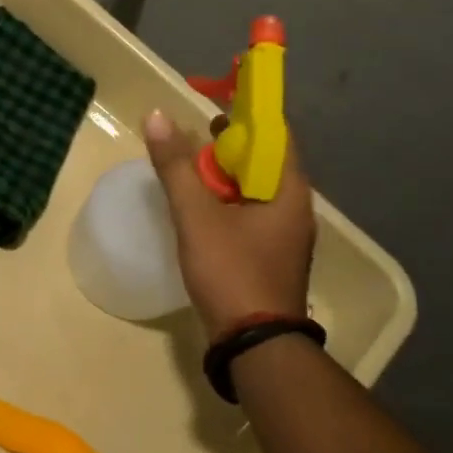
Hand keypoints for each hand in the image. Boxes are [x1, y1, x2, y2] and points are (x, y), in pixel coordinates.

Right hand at [143, 110, 315, 338]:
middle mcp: (294, 208)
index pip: (276, 134)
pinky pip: (250, 213)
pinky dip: (227, 201)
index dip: (247, 115)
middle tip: (194, 137)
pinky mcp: (270, 256)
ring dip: (226, 174)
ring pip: (255, 189)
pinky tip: (201, 209)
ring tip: (191, 169)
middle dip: (230, 145)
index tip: (213, 107)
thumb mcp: (196, 216)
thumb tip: (157, 115)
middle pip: (265, 160)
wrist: (255, 345)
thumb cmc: (232, 272)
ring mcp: (284, 235)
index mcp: (288, 191)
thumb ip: (176, 166)